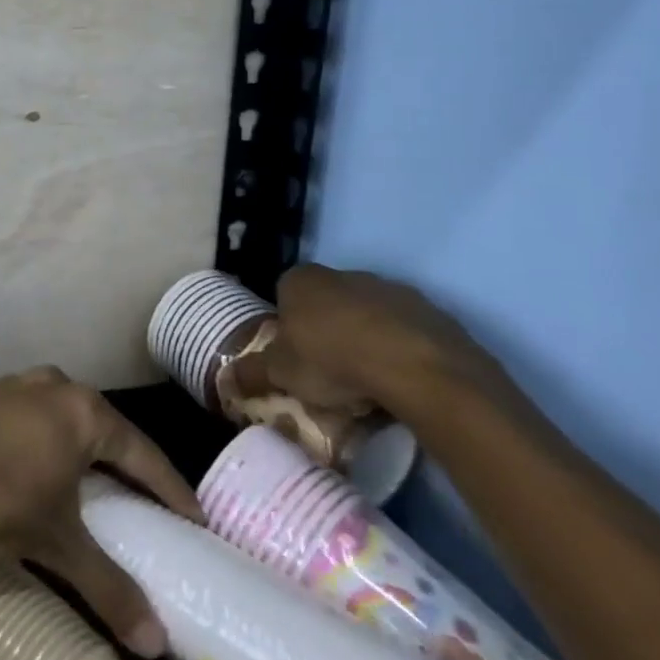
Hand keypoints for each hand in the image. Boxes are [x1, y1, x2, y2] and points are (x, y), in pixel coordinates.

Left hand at [0, 368, 201, 657]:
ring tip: (98, 489)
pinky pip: (34, 419)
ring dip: (85, 452)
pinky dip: (50, 445)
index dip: (171, 489)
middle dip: (127, 466)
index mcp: (84, 411)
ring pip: (66, 420)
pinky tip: (44, 470)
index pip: (143, 453)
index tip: (195, 520)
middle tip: (148, 506)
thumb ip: (109, 587)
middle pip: (105, 430)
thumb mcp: (57, 544)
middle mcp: (54, 385)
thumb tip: (156, 643)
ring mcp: (16, 384)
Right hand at [228, 264, 505, 416]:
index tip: (294, 357)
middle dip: (327, 332)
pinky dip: (402, 352)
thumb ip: (252, 373)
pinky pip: (408, 333)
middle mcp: (344, 273)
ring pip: (369, 317)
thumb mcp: (281, 373)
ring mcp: (392, 290)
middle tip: (329, 374)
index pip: (284, 294)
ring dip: (367, 341)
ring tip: (369, 385)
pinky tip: (402, 383)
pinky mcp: (434, 313)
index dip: (287, 326)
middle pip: (328, 303)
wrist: (420, 370)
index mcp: (302, 279)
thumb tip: (225, 379)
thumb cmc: (333, 361)